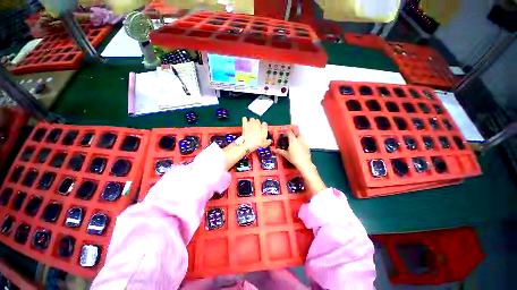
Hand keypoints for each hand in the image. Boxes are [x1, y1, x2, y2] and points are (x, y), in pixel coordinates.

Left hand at [240, 117, 271, 151]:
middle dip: (258, 123)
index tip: (263, 129)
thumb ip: (268, 141)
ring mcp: (250, 124)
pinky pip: (244, 119)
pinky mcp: (245, 125)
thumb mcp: (264, 144)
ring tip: (252, 124)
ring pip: (252, 119)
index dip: (264, 126)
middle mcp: (257, 124)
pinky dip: (245, 119)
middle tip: (257, 127)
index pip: (264, 124)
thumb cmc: (256, 143)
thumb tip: (269, 141)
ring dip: (252, 121)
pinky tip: (245, 119)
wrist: (247, 144)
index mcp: (263, 128)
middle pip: (258, 120)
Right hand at [272, 131, 312, 171]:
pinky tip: (299, 148)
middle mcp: (299, 140)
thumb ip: (280, 151)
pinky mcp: (307, 147)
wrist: (304, 163)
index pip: (289, 132)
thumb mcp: (286, 154)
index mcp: (293, 140)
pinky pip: (304, 143)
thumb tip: (275, 150)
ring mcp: (304, 143)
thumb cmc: (294, 158)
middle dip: (294, 134)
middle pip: (297, 134)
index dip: (286, 132)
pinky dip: (301, 143)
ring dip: (298, 138)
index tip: (284, 134)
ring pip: (301, 137)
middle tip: (290, 138)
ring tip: (294, 143)